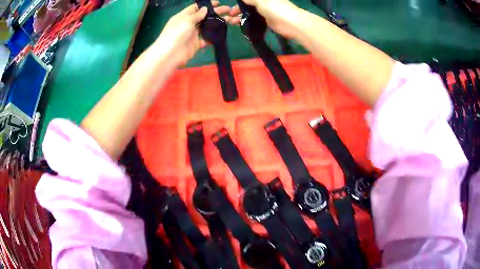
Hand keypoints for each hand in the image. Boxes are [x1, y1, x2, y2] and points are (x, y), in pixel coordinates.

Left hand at [155, 1, 230, 66]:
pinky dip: (213, 35)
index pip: (196, 8)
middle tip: (228, 10)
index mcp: (183, 16)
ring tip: (229, 19)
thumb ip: (197, 15)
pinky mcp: (196, 44)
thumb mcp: (186, 20)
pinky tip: (222, 31)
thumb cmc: (176, 34)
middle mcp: (188, 24)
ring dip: (216, 23)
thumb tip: (205, 9)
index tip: (218, 3)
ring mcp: (192, 34)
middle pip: (203, 16)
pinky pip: (206, 38)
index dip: (206, 5)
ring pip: (206, 27)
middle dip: (215, 12)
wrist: (170, 55)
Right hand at [226, 0, 301, 38]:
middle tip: (229, 15)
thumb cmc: (276, 8)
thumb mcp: (260, 0)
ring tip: (231, 22)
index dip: (239, 2)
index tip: (230, 6)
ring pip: (249, 12)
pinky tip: (239, 24)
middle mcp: (264, 2)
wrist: (292, 24)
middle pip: (247, 4)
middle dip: (237, 9)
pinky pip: (254, 20)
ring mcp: (265, 11)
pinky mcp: (267, 21)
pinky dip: (246, 21)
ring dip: (240, 16)